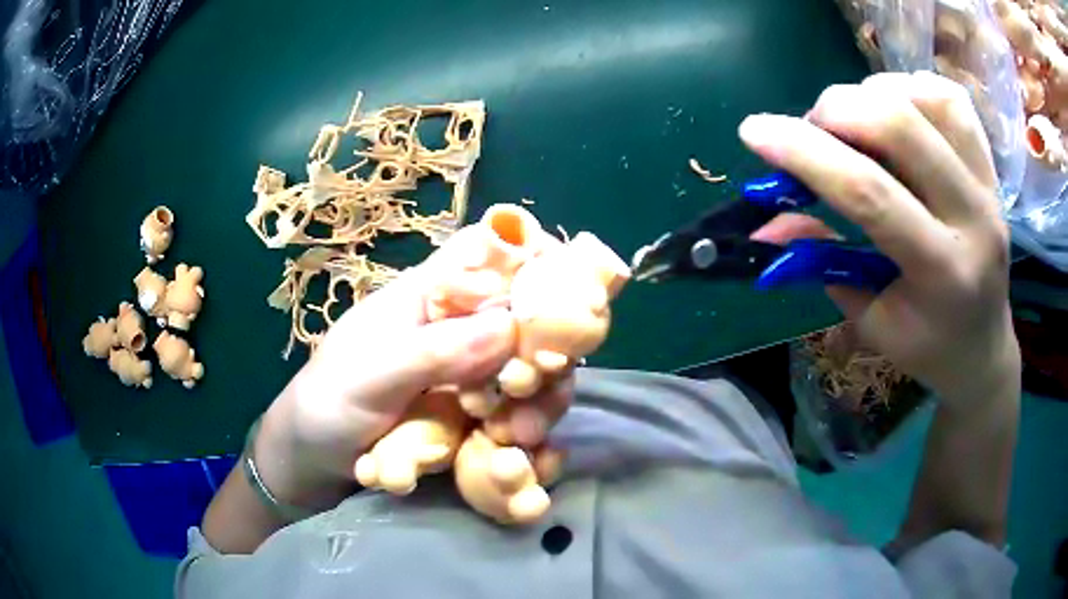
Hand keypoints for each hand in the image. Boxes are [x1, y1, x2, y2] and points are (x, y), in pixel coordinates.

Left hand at [254, 228, 518, 507]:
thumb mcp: (371, 374)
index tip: (569, 295)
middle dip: (544, 354)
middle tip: (531, 392)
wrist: (315, 462)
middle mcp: (460, 329)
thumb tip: (509, 326)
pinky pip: (519, 417)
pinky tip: (528, 457)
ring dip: (541, 402)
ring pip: (530, 374)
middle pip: (526, 322)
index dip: (535, 261)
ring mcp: (471, 377)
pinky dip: (531, 434)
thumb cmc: (328, 402)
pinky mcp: (476, 418)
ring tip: (522, 439)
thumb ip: (434, 352)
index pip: (491, 256)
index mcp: (431, 296)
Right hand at [740, 72, 1019, 404]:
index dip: (806, 153)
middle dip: (836, 111)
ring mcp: (988, 184)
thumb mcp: (870, 321)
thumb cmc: (927, 345)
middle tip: (814, 132)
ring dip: (872, 95)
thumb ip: (822, 262)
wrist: (984, 347)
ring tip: (856, 123)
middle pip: (899, 125)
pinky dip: (909, 88)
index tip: (753, 131)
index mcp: (942, 272)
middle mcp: (973, 217)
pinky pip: (950, 98)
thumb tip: (766, 220)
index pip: (870, 194)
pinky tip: (894, 111)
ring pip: (925, 97)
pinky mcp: (991, 167)